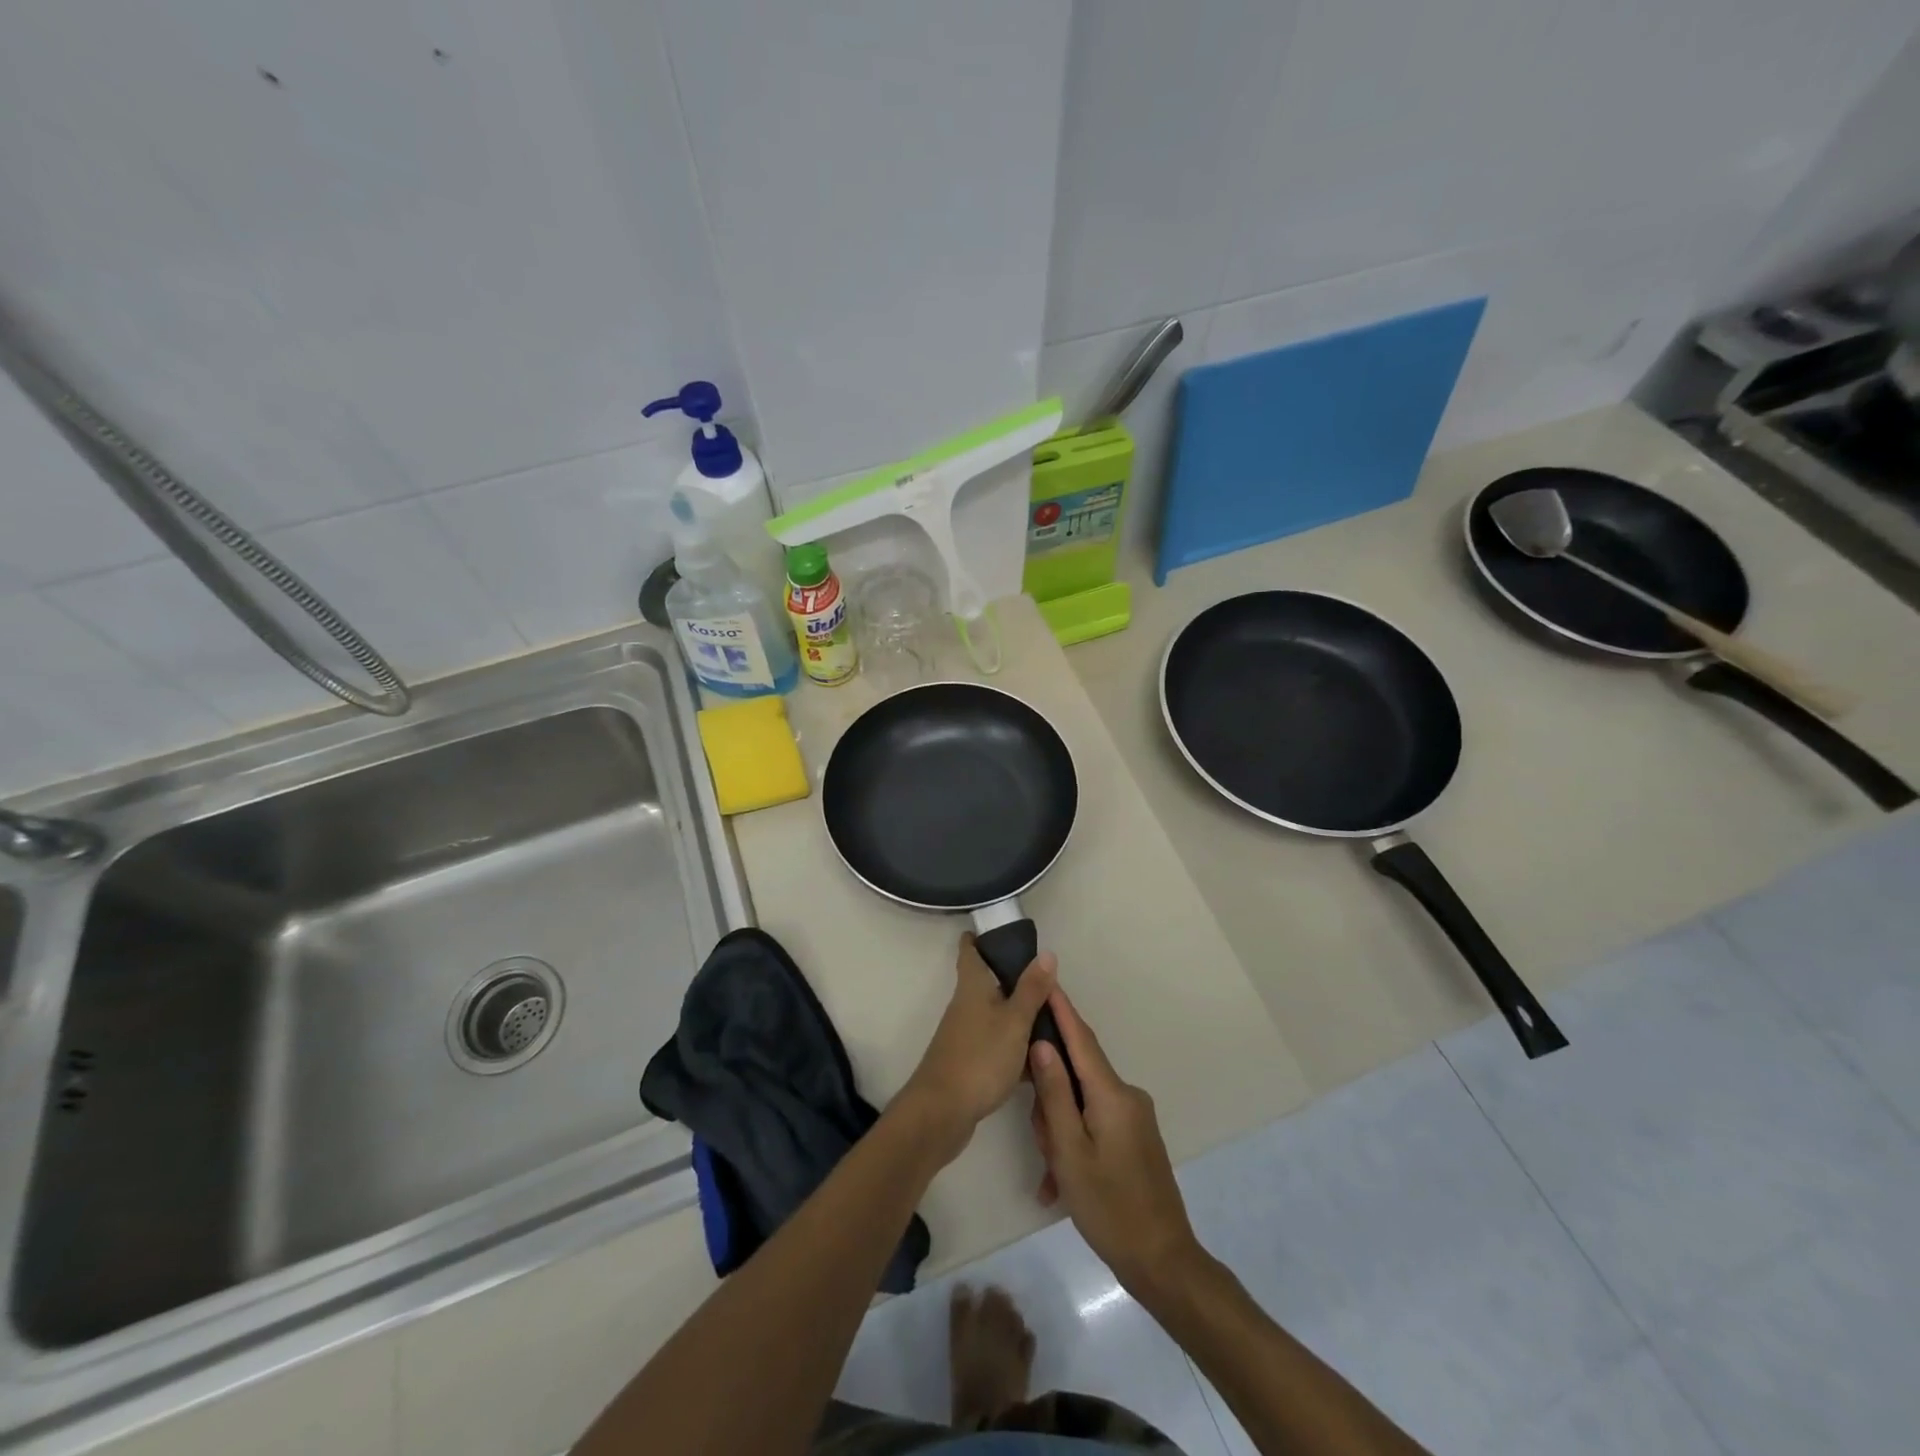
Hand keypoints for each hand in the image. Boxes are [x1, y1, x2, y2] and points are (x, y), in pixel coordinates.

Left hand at [895, 934, 1057, 1163]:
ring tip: (1052, 1019)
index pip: (970, 950)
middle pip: (988, 982)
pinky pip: (997, 1044)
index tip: (1000, 930)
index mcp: (972, 986)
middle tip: (1046, 980)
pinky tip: (1039, 1060)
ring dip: (1018, 1015)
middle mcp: (966, 1005)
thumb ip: (1031, 989)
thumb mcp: (1014, 1021)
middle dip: (1013, 979)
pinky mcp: (970, 1061)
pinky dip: (1015, 1046)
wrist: (941, 1112)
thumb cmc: (979, 1057)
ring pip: (996, 1015)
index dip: (980, 937)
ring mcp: (966, 1034)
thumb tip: (1046, 953)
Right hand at [1028, 990, 1202, 1293]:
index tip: (1045, 978)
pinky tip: (1060, 1183)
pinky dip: (1075, 1142)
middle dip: (1051, 1100)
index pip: (1081, 1039)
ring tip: (1053, 1173)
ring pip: (1083, 1103)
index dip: (1061, 1009)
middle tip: (1040, 1142)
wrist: (1163, 1261)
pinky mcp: (1136, 1138)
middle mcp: (1127, 1097)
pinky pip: (1095, 1123)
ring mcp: (1135, 1118)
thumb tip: (1043, 1044)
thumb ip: (1055, 1094)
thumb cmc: (1109, 1207)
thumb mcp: (1070, 1152)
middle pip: (1077, 1076)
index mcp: (1112, 1095)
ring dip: (1061, 1128)